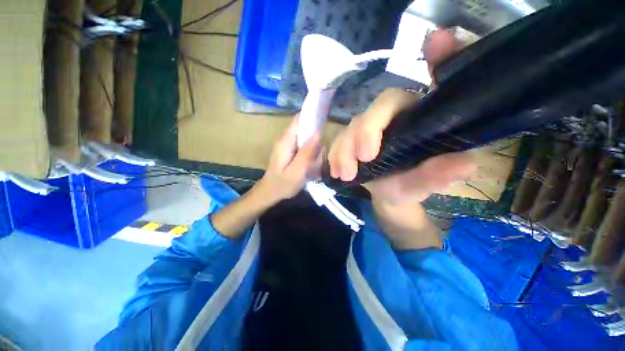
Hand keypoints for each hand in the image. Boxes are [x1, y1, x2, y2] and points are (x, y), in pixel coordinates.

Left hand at [257, 117, 321, 203]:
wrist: (269, 193)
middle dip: (316, 140)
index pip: (299, 120)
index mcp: (286, 141)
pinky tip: (311, 166)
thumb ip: (307, 153)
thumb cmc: (282, 185)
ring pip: (307, 140)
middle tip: (318, 157)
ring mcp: (288, 146)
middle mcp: (286, 140)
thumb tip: (318, 133)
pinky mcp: (291, 152)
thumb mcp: (296, 171)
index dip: (312, 117)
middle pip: (305, 130)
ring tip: (314, 165)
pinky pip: (305, 148)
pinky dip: (310, 155)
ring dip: (314, 150)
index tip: (325, 122)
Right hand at [328, 30, 474, 205]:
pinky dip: (334, 155)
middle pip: (378, 107)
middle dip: (366, 132)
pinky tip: (337, 171)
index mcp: (421, 117)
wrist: (385, 194)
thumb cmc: (408, 186)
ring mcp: (368, 125)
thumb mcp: (424, 184)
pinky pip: (337, 141)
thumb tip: (465, 163)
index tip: (439, 42)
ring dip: (344, 150)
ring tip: (346, 175)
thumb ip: (438, 175)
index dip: (439, 58)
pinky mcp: (350, 138)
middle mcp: (394, 115)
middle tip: (364, 158)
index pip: (431, 83)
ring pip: (352, 126)